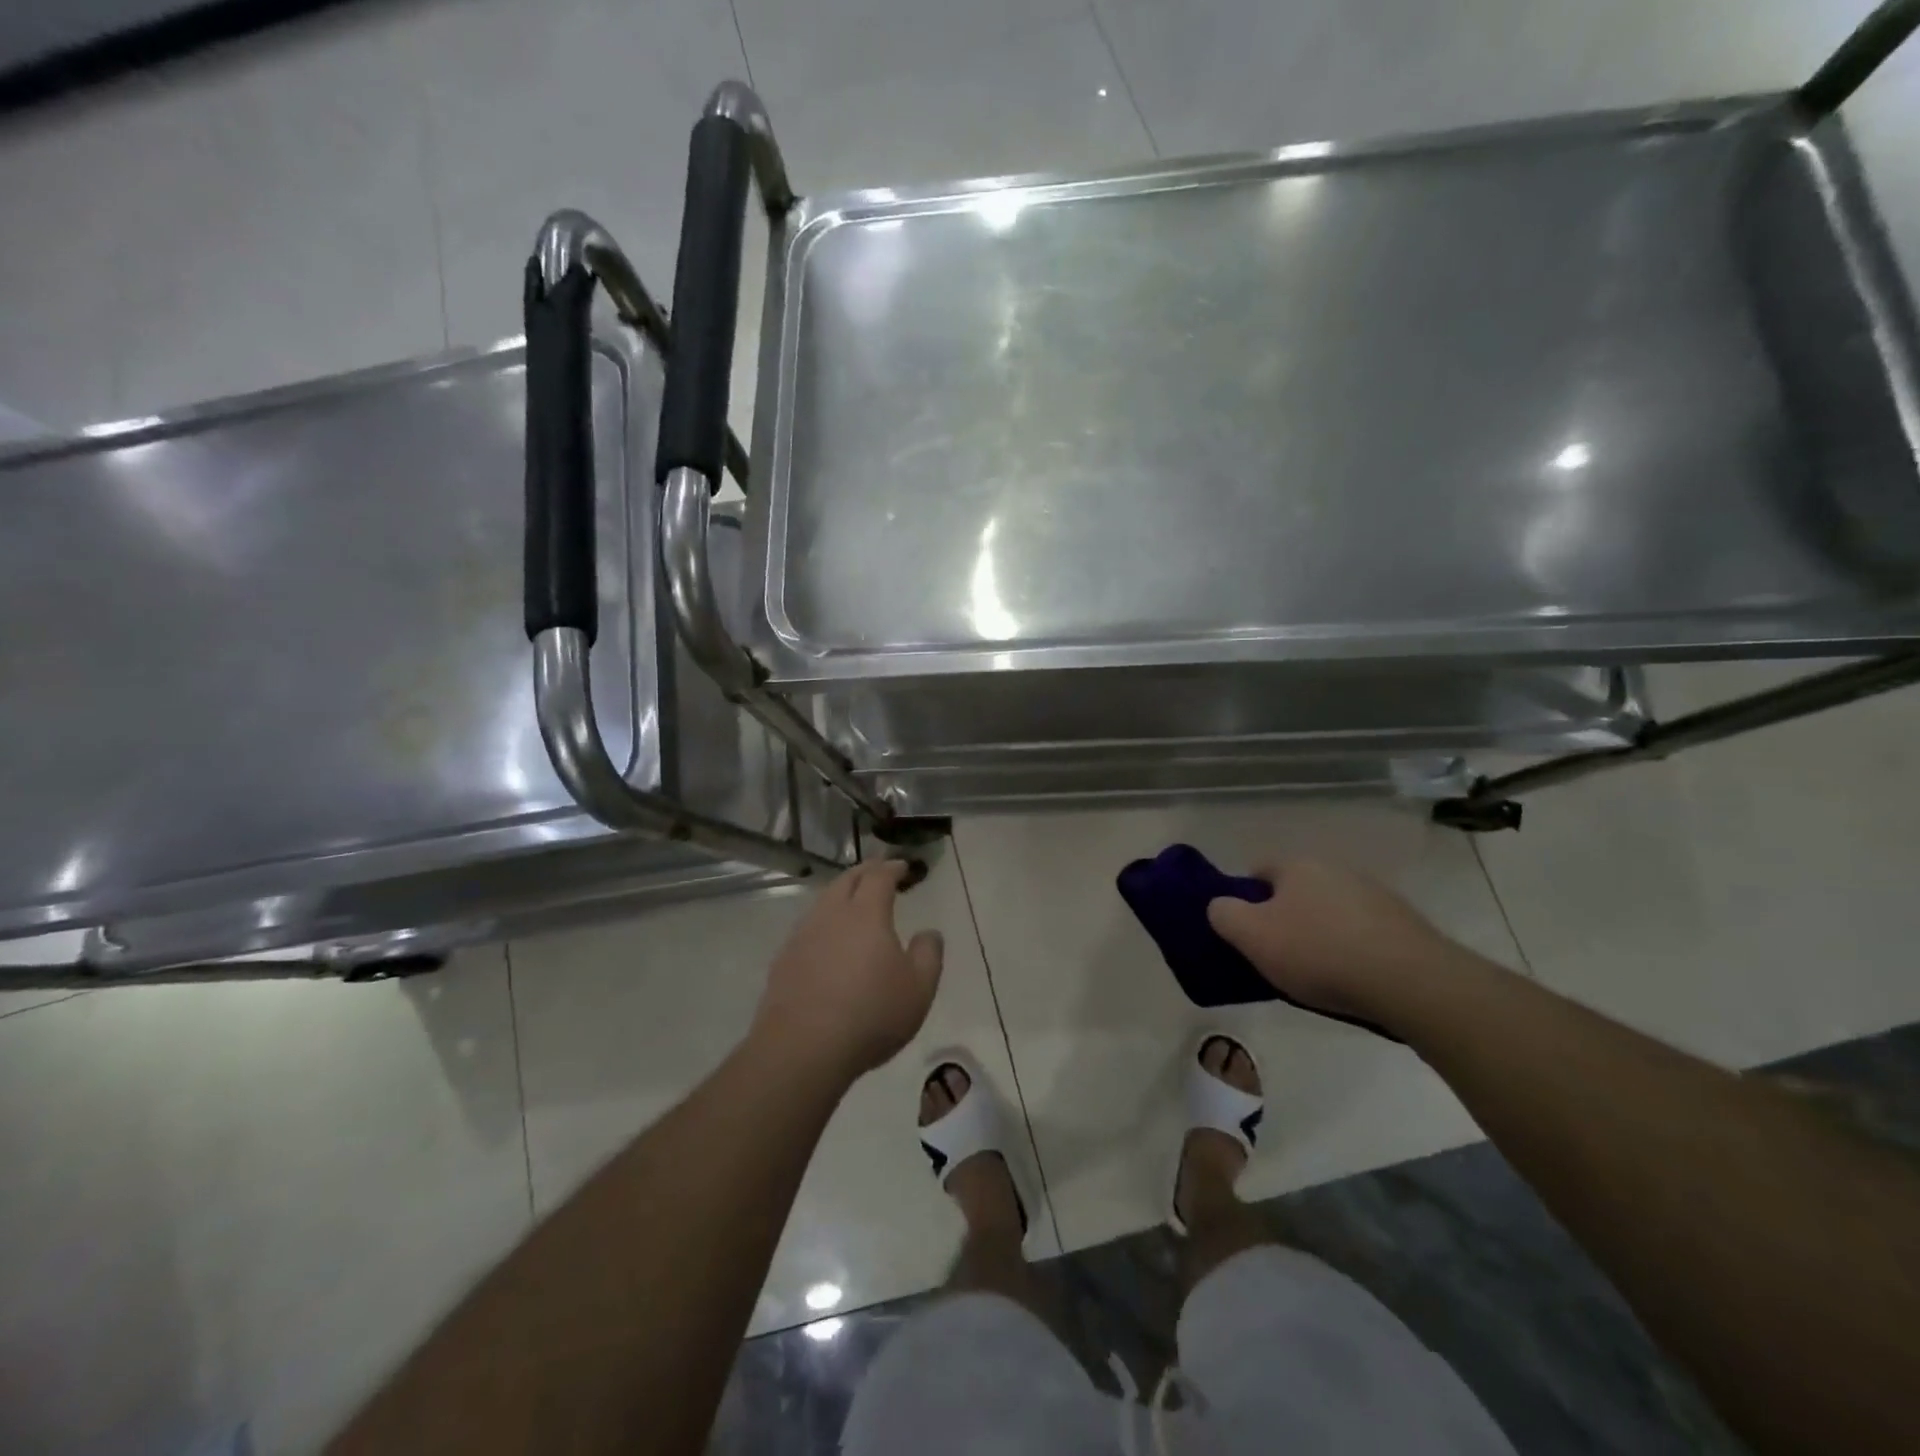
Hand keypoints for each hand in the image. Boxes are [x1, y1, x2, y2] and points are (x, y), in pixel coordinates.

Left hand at [750, 860, 944, 1085]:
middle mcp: (831, 915)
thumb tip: (929, 933)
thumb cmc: (871, 1014)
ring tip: (853, 902)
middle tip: (878, 872)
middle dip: (865, 872)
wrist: (802, 1048)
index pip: (879, 877)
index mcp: (866, 913)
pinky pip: (808, 927)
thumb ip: (929, 955)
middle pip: (846, 880)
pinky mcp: (784, 960)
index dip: (892, 868)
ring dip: (841, 894)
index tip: (903, 867)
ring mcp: (802, 936)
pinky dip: (824, 921)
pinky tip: (827, 939)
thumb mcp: (919, 989)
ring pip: (823, 901)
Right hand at [1206, 859, 1458, 1020]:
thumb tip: (1221, 906)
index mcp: (1297, 865)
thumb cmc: (1319, 953)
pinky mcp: (1406, 925)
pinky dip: (1353, 950)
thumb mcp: (1251, 936)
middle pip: (1297, 890)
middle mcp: (1337, 869)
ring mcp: (1376, 895)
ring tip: (1317, 974)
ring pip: (1332, 911)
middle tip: (1277, 954)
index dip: (1245, 898)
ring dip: (1321, 933)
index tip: (1245, 931)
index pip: (1258, 869)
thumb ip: (1223, 915)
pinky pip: (1364, 933)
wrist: (1412, 982)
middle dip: (1285, 917)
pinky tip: (1353, 979)